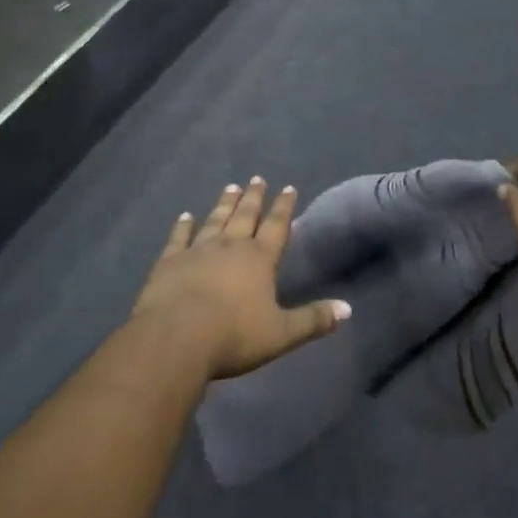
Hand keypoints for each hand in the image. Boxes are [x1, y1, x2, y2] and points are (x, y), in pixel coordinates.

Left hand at [131, 178, 349, 380]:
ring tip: (231, 187)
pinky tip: (185, 215)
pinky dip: (183, 225)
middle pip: (245, 216)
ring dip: (225, 204)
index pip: (276, 227)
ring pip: (215, 220)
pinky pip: (179, 237)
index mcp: (259, 259)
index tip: (289, 187)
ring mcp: (198, 250)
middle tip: (257, 179)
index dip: (284, 207)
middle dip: (254, 197)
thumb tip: (347, 309)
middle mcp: (230, 246)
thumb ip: (313, 320)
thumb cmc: (233, 336)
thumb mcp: (281, 334)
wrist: (176, 338)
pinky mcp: (170, 261)